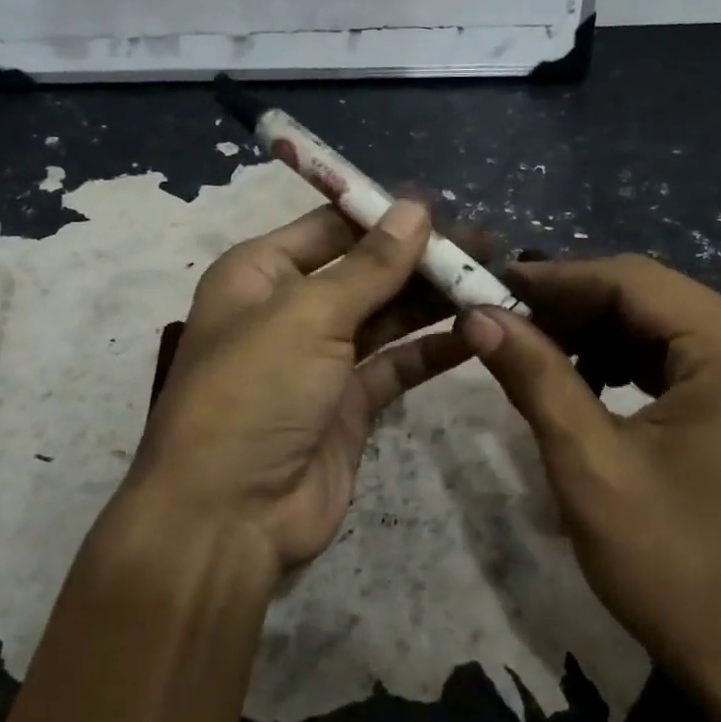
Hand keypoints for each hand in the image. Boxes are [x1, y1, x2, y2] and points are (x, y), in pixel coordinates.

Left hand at [124, 199, 473, 574]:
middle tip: (485, 243)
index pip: (329, 227)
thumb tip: (417, 208)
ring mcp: (321, 360)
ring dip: (433, 299)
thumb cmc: (254, 392)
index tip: (444, 206)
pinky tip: (478, 331)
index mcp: (260, 274)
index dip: (383, 215)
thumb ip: (369, 265)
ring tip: (492, 278)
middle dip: (419, 257)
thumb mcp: (307, 315)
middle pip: (364, 270)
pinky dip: (433, 349)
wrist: (228, 515)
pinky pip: (397, 365)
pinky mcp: (349, 405)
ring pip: (386, 316)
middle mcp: (289, 310)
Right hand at [458, 254, 720, 692]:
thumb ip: (534, 376)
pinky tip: (584, 381)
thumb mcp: (589, 465)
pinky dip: (624, 357)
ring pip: (660, 320)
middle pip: (649, 295)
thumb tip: (476, 313)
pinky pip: (679, 352)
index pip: (633, 281)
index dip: (554, 278)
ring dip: (593, 331)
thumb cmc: (674, 567)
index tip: (487, 285)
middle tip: (500, 320)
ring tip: (531, 351)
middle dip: (570, 306)